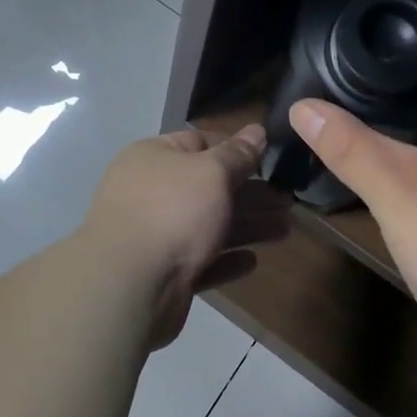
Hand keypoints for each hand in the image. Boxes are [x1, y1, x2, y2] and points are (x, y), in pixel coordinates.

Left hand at [82, 124, 289, 347]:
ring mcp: (154, 234)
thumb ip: (238, 154)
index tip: (269, 159)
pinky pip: (200, 260)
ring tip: (285, 229)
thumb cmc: (173, 212)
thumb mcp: (212, 172)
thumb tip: (257, 130)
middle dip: (249, 194)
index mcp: (153, 157)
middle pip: (208, 187)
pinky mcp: (162, 273)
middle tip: (288, 201)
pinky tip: (252, 261)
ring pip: (208, 225)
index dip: (234, 148)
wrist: (128, 285)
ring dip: (247, 226)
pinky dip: (226, 259)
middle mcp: (150, 192)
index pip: (198, 142)